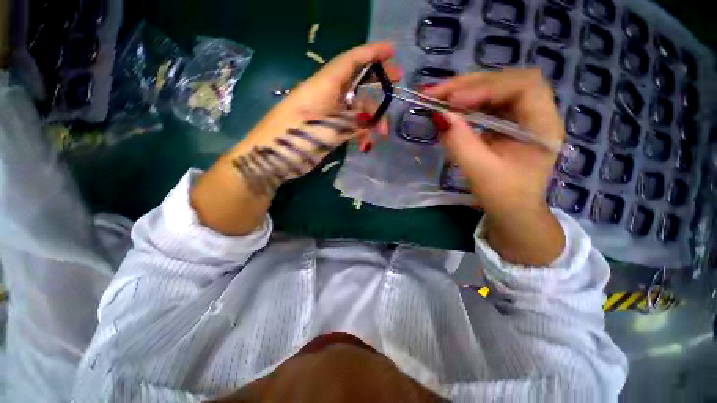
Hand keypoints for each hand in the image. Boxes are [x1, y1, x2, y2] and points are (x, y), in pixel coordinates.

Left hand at [191, 42, 395, 235]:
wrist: (269, 158)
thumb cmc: (294, 139)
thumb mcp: (327, 130)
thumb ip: (351, 122)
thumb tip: (369, 119)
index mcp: (323, 86)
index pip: (350, 61)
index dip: (371, 53)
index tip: (392, 51)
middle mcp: (325, 95)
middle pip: (356, 84)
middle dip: (376, 86)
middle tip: (396, 89)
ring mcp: (325, 113)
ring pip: (354, 109)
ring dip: (370, 120)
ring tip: (380, 137)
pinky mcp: (324, 128)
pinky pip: (347, 124)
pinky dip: (358, 132)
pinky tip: (365, 145)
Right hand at [423, 69, 565, 265]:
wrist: (512, 211)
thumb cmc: (503, 196)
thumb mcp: (480, 171)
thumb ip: (460, 142)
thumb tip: (438, 116)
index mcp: (543, 126)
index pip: (523, 87)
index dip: (487, 87)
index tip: (453, 101)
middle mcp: (536, 113)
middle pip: (505, 81)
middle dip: (468, 84)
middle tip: (434, 92)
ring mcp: (520, 116)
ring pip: (493, 89)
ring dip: (463, 90)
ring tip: (436, 97)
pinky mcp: (505, 122)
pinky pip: (485, 103)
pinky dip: (464, 102)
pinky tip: (448, 106)